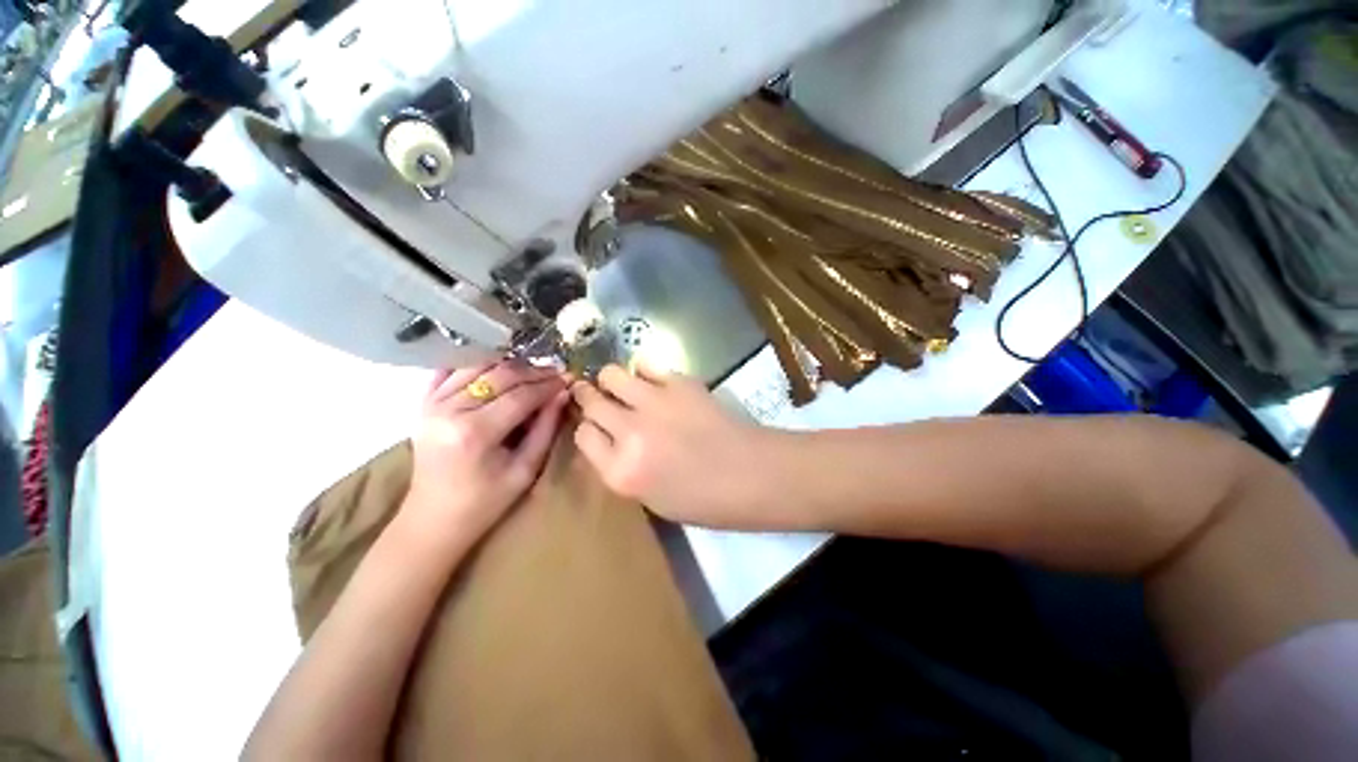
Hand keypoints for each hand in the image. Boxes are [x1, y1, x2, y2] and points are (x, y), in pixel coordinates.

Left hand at [404, 360, 569, 546]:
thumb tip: (563, 393)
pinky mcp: (423, 405)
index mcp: (475, 433)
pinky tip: (496, 368)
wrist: (433, 519)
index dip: (548, 385)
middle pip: (500, 375)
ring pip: (477, 366)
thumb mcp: (526, 469)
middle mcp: (450, 411)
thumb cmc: (485, 501)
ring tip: (531, 372)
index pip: (521, 395)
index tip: (568, 379)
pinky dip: (475, 364)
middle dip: (533, 371)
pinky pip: (449, 371)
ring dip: (508, 365)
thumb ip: (546, 428)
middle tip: (555, 373)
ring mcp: (431, 405)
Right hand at [571, 364, 777, 528]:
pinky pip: (647, 365)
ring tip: (622, 385)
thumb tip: (610, 437)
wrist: (750, 473)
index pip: (583, 435)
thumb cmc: (704, 499)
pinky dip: (645, 372)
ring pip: (612, 375)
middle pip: (592, 402)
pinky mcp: (679, 382)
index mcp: (621, 471)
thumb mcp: (650, 497)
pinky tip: (654, 382)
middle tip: (596, 396)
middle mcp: (630, 432)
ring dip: (612, 380)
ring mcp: (654, 403)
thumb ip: (622, 466)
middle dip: (590, 397)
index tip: (597, 426)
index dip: (589, 428)